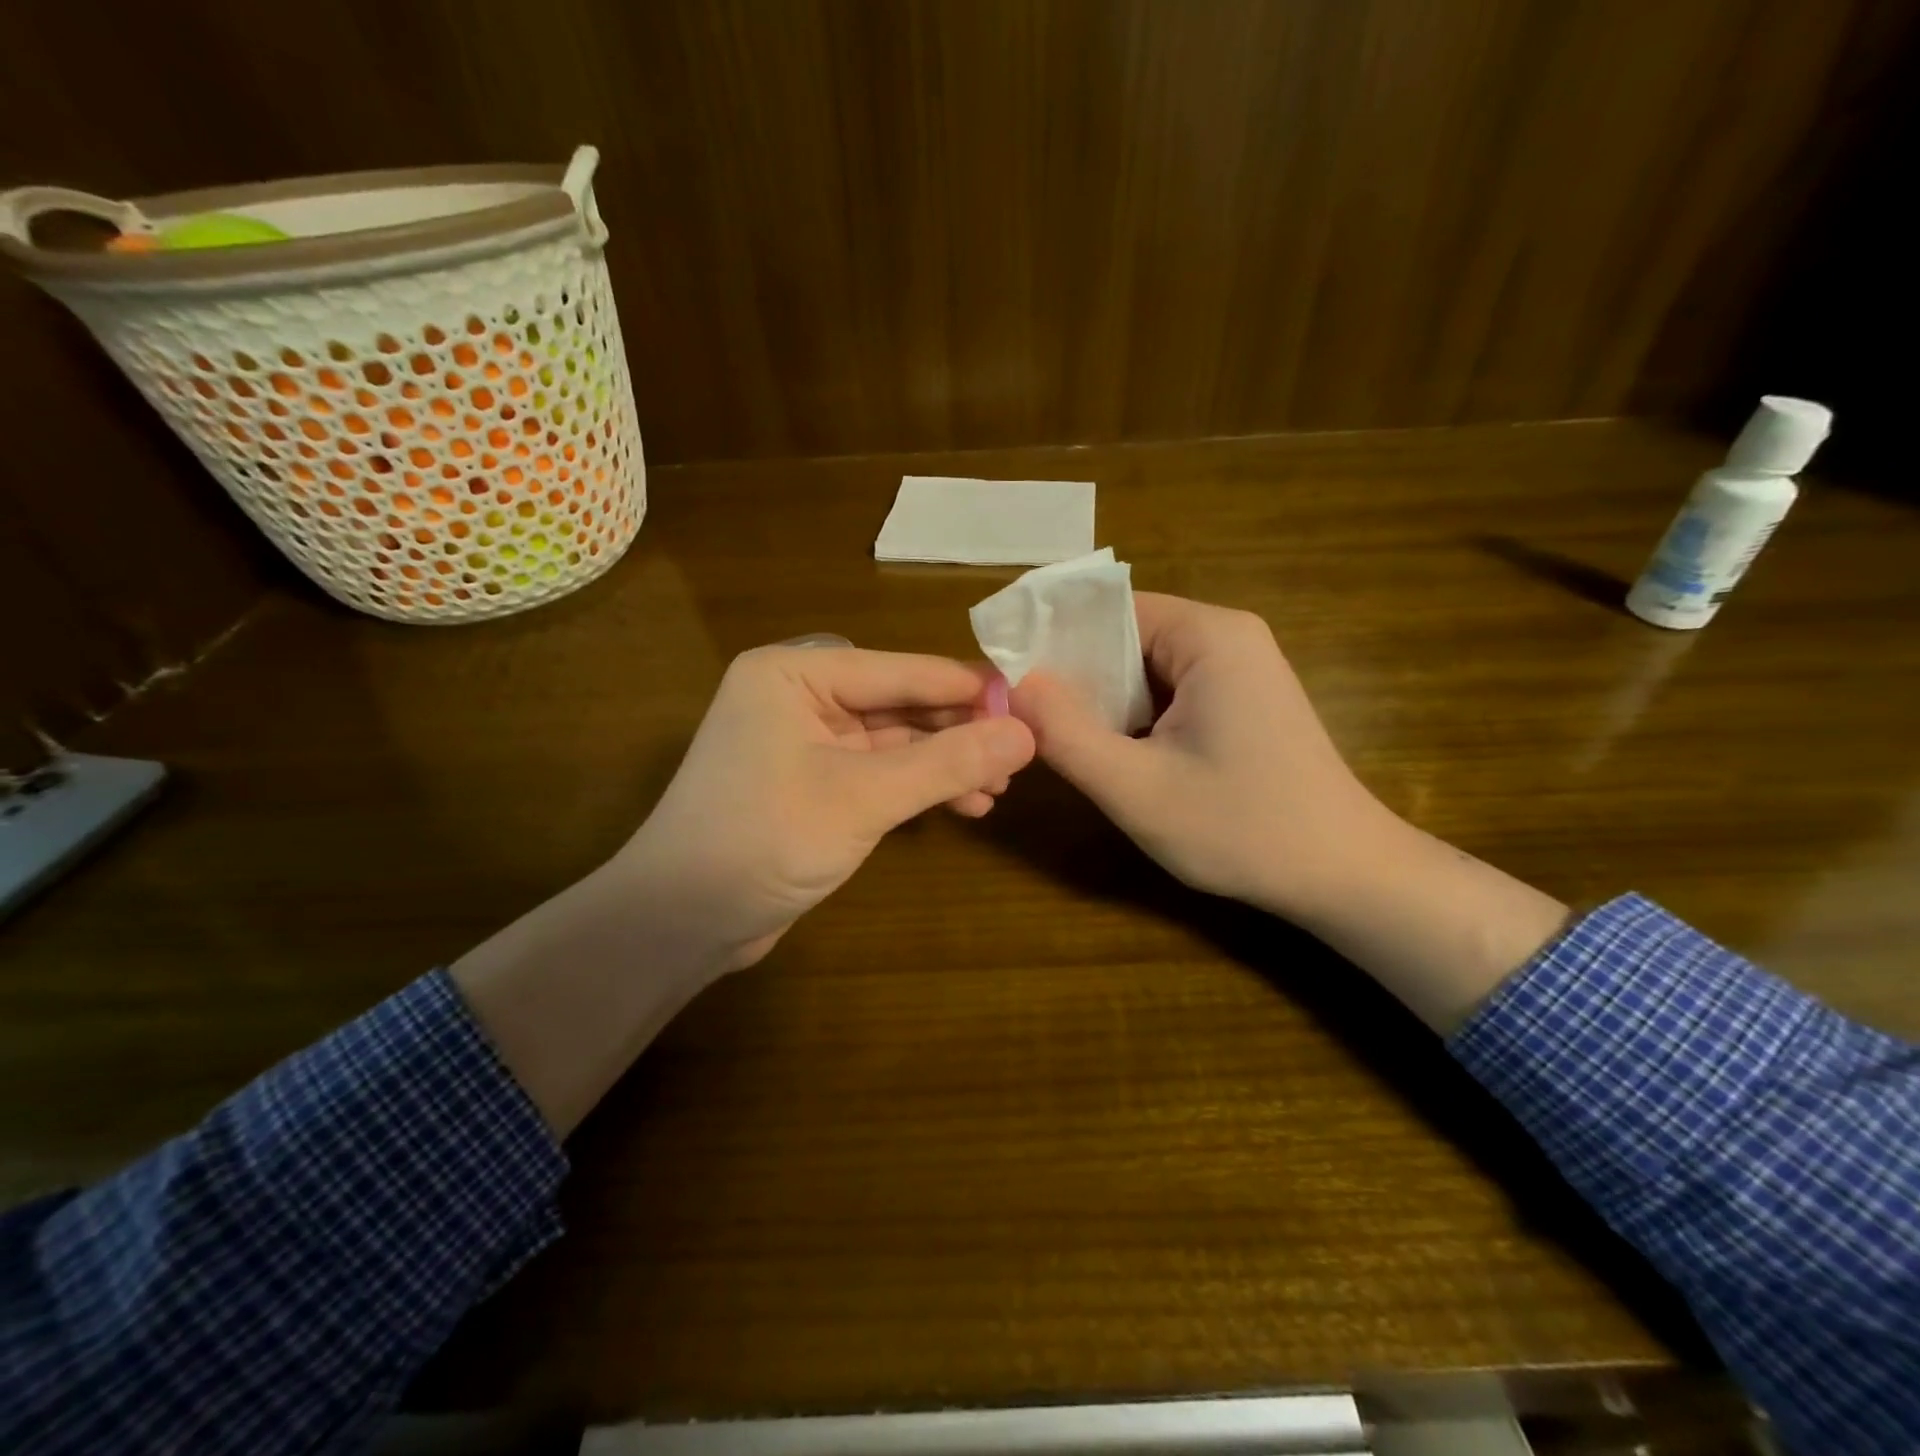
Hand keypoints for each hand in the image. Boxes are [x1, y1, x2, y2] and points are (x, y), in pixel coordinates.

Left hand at [455, 645, 1033, 1132]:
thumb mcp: (863, 797)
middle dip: (959, 733)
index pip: (900, 670)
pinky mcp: (811, 784)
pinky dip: (917, 788)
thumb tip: (1027, 735)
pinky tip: (964, 806)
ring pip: (893, 742)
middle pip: (899, 704)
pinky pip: (878, 773)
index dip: (968, 689)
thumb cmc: (764, 840)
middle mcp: (798, 696)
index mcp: (795, 674)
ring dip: (944, 764)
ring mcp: (803, 742)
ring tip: (998, 790)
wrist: (680, 923)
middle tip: (1021, 757)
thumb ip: (946, 762)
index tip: (1032, 705)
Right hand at [1009, 593, 1387, 919]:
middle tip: (1028, 721)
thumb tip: (1007, 682)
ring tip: (1064, 742)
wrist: (1344, 876)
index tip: (1007, 681)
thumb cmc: (1241, 829)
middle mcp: (1227, 635)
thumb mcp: (1134, 788)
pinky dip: (1134, 716)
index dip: (1051, 641)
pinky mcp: (1243, 698)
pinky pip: (1169, 690)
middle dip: (1075, 677)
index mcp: (1208, 635)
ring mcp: (1239, 667)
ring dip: (1103, 701)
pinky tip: (1118, 755)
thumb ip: (1064, 732)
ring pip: (1143, 667)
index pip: (1106, 610)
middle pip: (1124, 636)